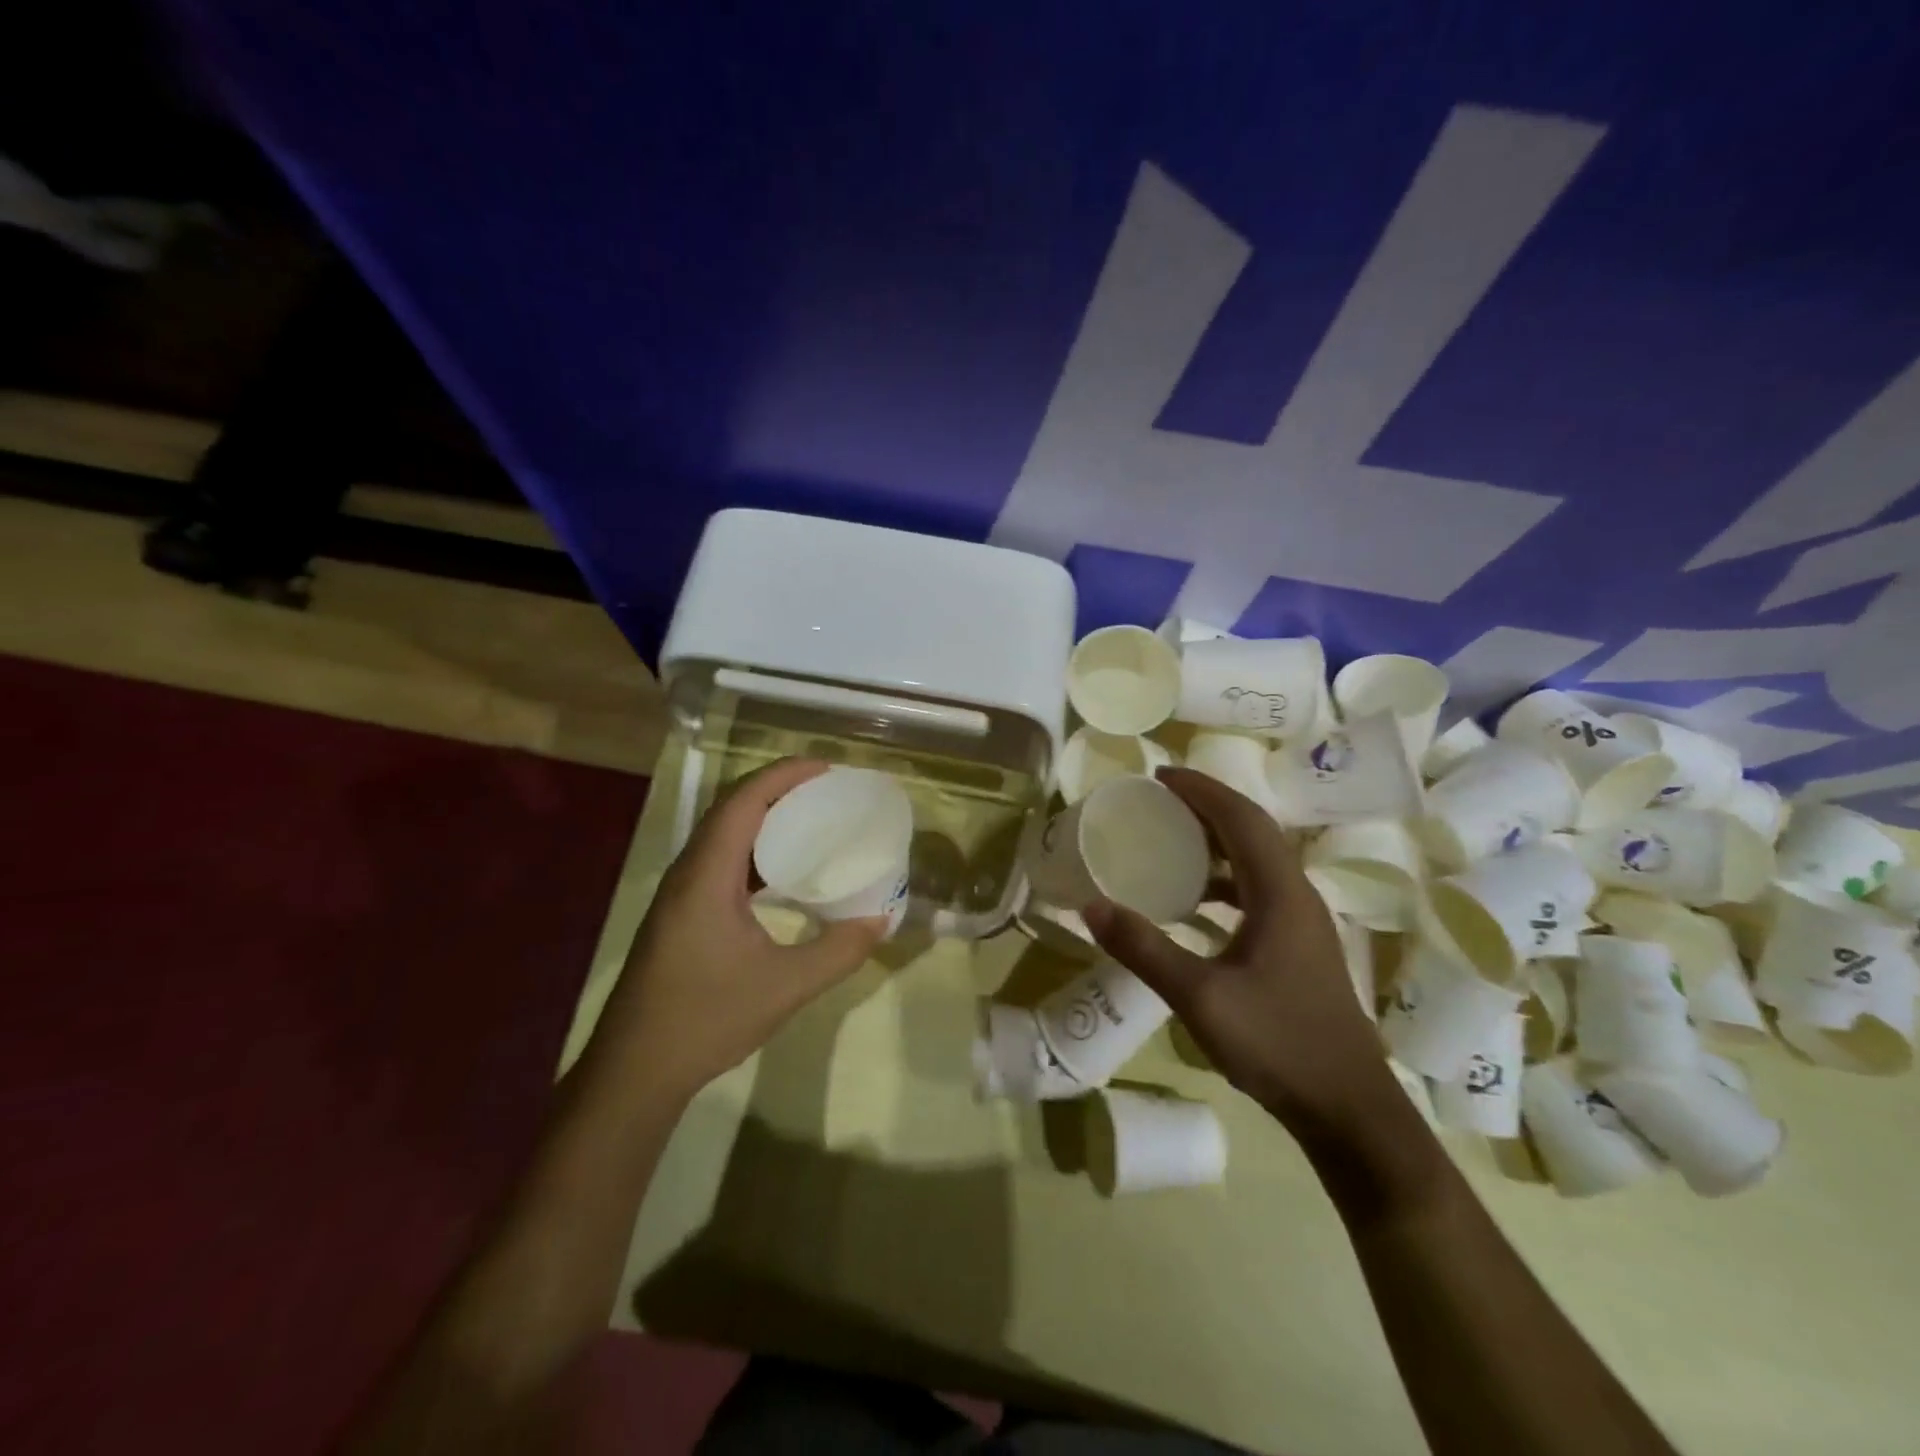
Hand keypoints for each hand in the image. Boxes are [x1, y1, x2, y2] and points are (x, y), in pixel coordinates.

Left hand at [588, 758, 886, 1101]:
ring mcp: (680, 895)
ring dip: (763, 819)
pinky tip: (780, 874)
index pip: (743, 803)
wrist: (635, 1071)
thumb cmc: (706, 1020)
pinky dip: (753, 852)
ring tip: (808, 820)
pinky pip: (720, 863)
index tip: (825, 768)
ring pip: (722, 836)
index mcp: (706, 877)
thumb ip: (838, 952)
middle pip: (730, 810)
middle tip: (824, 790)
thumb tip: (880, 921)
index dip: (783, 776)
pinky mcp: (680, 915)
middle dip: (776, 790)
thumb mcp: (785, 987)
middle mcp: (688, 874)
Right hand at [1082, 768, 1394, 1141]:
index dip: (1202, 791)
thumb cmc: (1279, 1044)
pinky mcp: (1298, 947)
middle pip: (1252, 832)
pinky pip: (1256, 892)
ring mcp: (1301, 924)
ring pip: (1256, 862)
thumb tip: (1091, 906)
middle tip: (1158, 801)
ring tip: (1169, 840)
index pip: (1242, 820)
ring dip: (1215, 843)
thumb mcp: (1201, 997)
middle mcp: (1296, 897)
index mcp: (1281, 894)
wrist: (1349, 1109)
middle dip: (1206, 808)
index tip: (1160, 776)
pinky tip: (1192, 903)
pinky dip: (1222, 881)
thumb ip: (1145, 949)